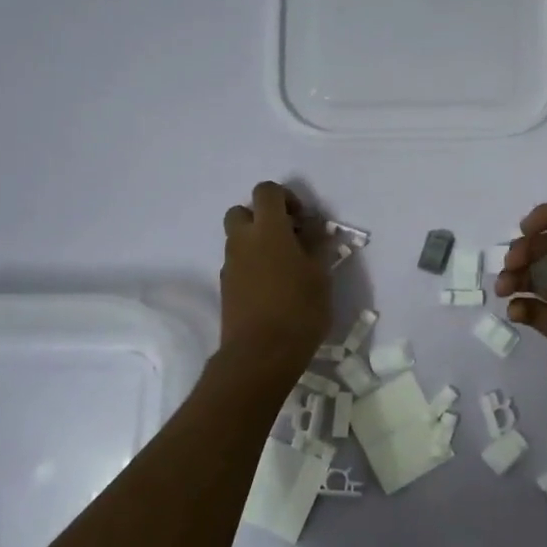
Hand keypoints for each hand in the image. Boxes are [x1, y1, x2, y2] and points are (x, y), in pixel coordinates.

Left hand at [219, 183, 330, 369]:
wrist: (260, 354)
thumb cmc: (299, 310)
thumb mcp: (320, 275)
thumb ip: (317, 245)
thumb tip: (315, 228)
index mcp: (268, 230)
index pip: (266, 191)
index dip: (286, 197)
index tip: (303, 219)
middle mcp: (242, 241)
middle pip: (242, 211)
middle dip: (263, 217)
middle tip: (288, 237)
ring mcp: (230, 265)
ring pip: (238, 238)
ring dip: (257, 242)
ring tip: (285, 265)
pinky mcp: (226, 287)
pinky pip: (237, 263)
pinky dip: (252, 264)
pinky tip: (273, 287)